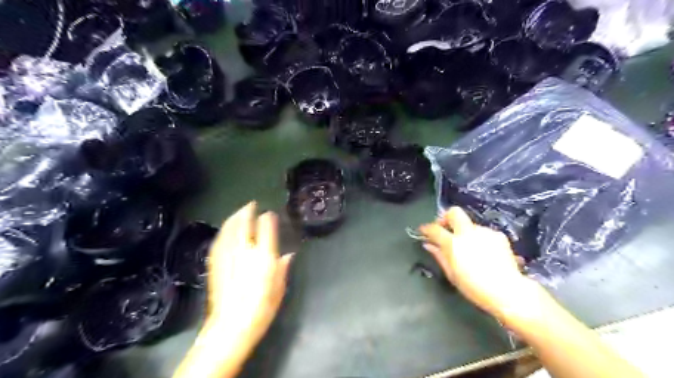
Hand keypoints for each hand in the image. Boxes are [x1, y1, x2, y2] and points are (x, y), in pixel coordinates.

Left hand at [208, 202, 292, 349]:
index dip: (267, 218)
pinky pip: (219, 241)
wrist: (231, 326)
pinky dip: (224, 231)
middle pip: (243, 223)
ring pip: (229, 229)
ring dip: (234, 217)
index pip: (265, 229)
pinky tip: (226, 229)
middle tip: (251, 204)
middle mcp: (245, 251)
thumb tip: (287, 255)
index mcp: (263, 256)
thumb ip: (283, 268)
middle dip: (247, 211)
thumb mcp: (280, 288)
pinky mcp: (216, 263)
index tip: (269, 214)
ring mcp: (228, 256)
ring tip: (239, 212)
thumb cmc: (261, 308)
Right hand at [420, 208, 534, 317]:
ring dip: (465, 232)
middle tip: (445, 228)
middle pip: (454, 212)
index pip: (434, 229)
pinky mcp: (499, 235)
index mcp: (453, 243)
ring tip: (468, 248)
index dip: (426, 228)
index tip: (423, 231)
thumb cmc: (474, 287)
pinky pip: (483, 232)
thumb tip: (429, 245)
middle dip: (446, 217)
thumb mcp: (452, 274)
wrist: (508, 291)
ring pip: (470, 224)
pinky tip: (484, 253)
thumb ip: (439, 256)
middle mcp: (468, 233)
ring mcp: (485, 232)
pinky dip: (479, 238)